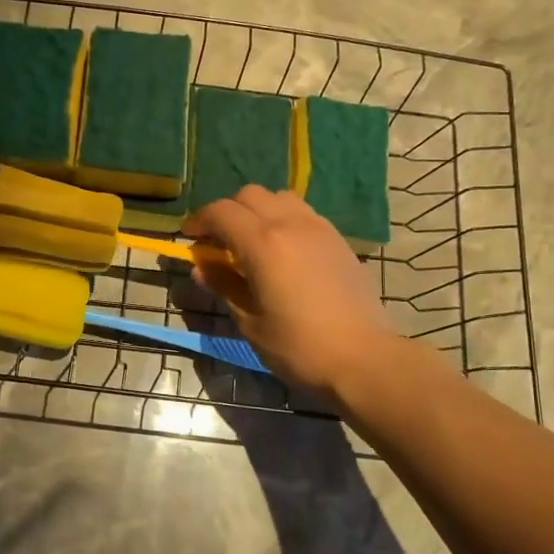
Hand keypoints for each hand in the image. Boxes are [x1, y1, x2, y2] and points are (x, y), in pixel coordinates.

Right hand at [185, 186, 397, 398]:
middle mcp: (290, 223)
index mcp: (262, 243)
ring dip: (258, 211)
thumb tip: (202, 267)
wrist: (364, 358)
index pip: (220, 212)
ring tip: (253, 242)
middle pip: (249, 195)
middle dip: (228, 212)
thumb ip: (224, 286)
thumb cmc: (299, 347)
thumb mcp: (250, 322)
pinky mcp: (338, 240)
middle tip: (219, 242)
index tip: (189, 238)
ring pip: (279, 197)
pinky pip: (303, 213)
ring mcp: (318, 228)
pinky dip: (284, 220)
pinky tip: (284, 251)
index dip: (199, 220)